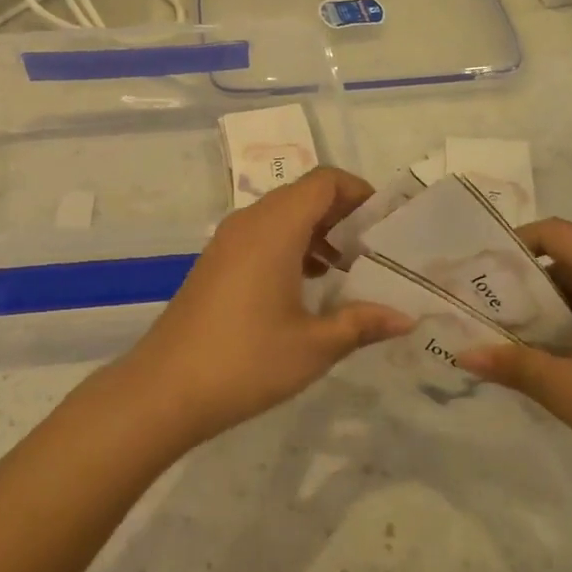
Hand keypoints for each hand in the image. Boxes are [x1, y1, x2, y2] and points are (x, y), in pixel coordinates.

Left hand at [121, 168, 412, 445]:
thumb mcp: (314, 345)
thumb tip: (406, 317)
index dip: (359, 191)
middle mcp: (249, 222)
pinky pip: (261, 235)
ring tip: (347, 268)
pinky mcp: (216, 262)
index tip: (386, 222)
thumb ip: (362, 323)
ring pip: (281, 216)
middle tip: (375, 248)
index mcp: (274, 228)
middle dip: (342, 213)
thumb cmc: (246, 360)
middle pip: (303, 195)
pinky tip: (308, 285)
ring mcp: (227, 241)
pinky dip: (291, 246)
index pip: (324, 182)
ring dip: (316, 231)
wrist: (164, 389)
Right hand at [461, 219, 571, 509]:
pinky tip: (565, 362)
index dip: (513, 245)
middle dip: (528, 285)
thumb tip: (462, 354)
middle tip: (490, 314)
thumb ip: (514, 365)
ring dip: (554, 309)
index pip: (556, 233)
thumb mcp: (571, 391)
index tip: (481, 275)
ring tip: (518, 341)